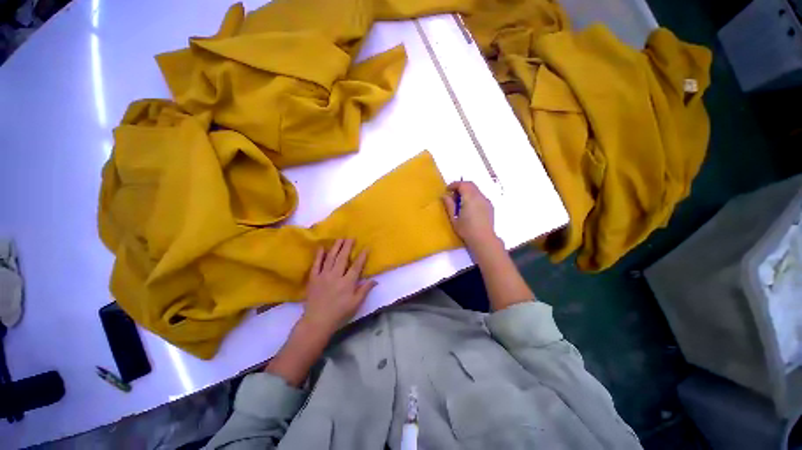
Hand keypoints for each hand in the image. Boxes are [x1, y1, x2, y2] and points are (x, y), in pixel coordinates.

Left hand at [301, 239, 376, 336]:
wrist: (317, 322)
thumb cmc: (339, 313)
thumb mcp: (356, 304)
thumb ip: (365, 290)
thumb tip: (375, 280)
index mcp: (347, 283)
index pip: (356, 266)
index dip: (362, 256)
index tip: (366, 247)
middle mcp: (336, 276)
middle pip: (343, 258)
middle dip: (347, 246)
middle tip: (351, 237)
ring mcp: (323, 276)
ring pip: (330, 258)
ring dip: (336, 247)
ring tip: (340, 238)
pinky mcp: (313, 279)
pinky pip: (316, 264)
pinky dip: (319, 255)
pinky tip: (321, 248)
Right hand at [441, 181, 498, 251]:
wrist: (483, 239)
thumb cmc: (466, 230)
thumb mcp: (454, 218)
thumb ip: (449, 205)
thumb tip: (444, 195)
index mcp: (470, 198)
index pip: (462, 184)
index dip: (454, 185)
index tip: (447, 190)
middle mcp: (479, 196)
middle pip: (470, 185)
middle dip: (460, 186)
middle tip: (453, 195)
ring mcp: (486, 201)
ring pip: (475, 190)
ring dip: (467, 191)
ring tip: (460, 202)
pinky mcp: (489, 206)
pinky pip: (480, 196)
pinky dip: (473, 196)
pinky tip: (469, 207)